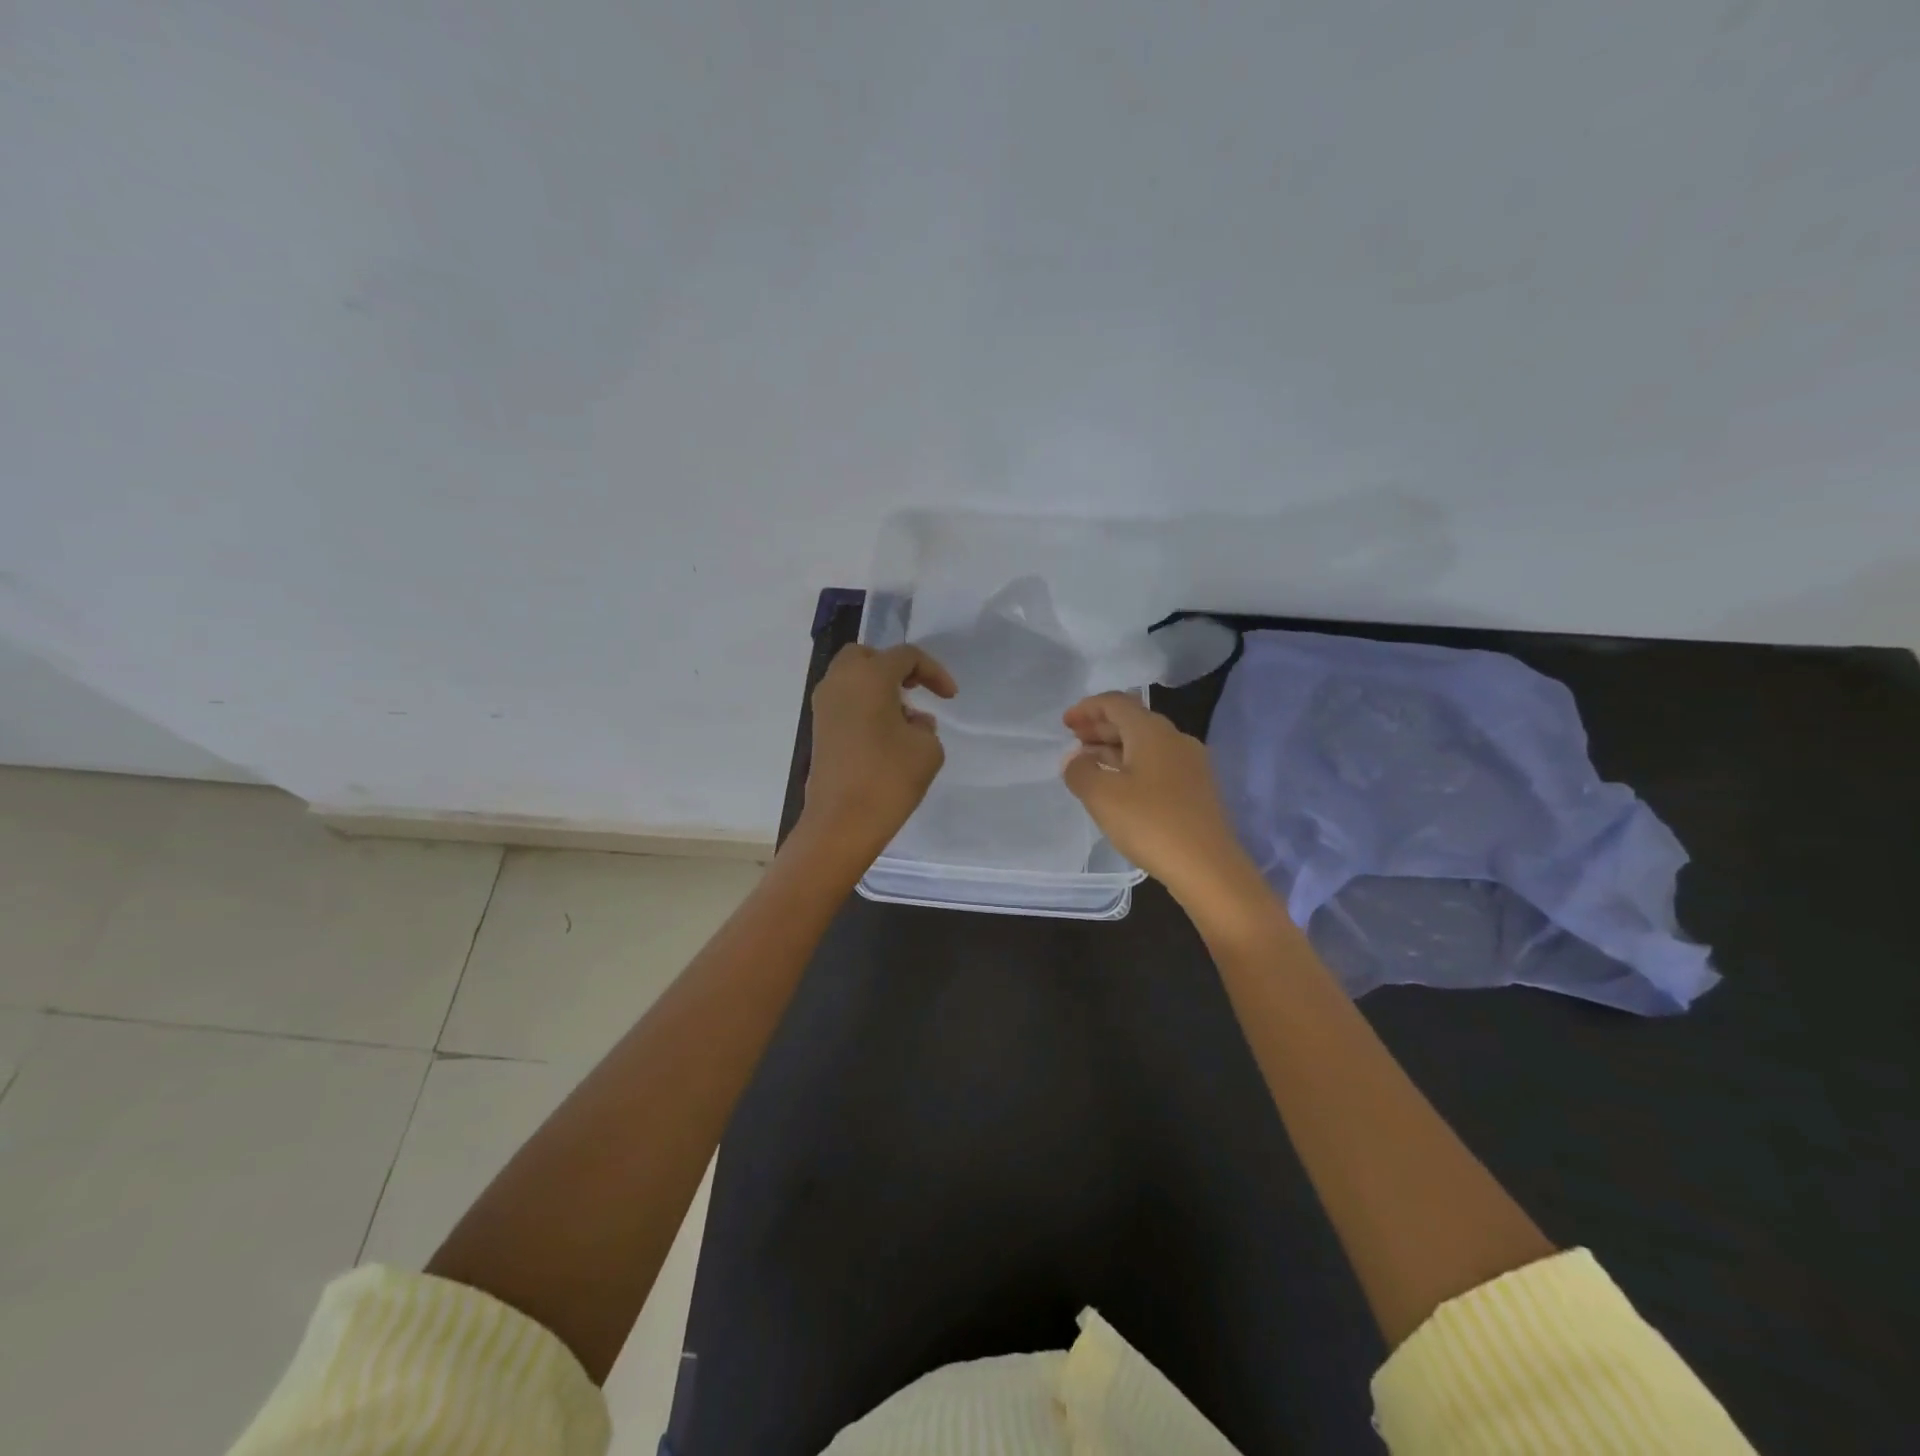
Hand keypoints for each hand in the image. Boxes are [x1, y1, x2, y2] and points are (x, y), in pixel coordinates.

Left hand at [801, 643, 956, 863]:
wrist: (841, 822)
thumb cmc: (889, 779)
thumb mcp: (927, 749)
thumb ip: (925, 726)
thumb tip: (911, 721)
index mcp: (869, 676)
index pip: (905, 656)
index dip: (934, 671)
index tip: (950, 698)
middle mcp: (840, 682)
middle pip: (867, 657)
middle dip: (895, 667)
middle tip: (916, 689)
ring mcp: (824, 705)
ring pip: (851, 678)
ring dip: (878, 687)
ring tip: (904, 717)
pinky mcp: (819, 729)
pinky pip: (844, 701)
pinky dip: (864, 705)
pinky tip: (885, 734)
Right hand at [1062, 692, 1260, 907]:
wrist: (1208, 867)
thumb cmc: (1150, 823)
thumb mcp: (1101, 796)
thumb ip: (1080, 771)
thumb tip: (1075, 759)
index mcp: (1152, 731)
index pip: (1116, 703)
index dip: (1087, 708)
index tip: (1065, 724)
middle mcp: (1175, 739)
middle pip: (1133, 721)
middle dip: (1100, 727)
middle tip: (1074, 741)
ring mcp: (1191, 765)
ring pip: (1145, 744)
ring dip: (1115, 748)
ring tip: (1089, 764)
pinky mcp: (1196, 790)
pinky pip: (1157, 765)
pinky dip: (1132, 766)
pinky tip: (1118, 788)